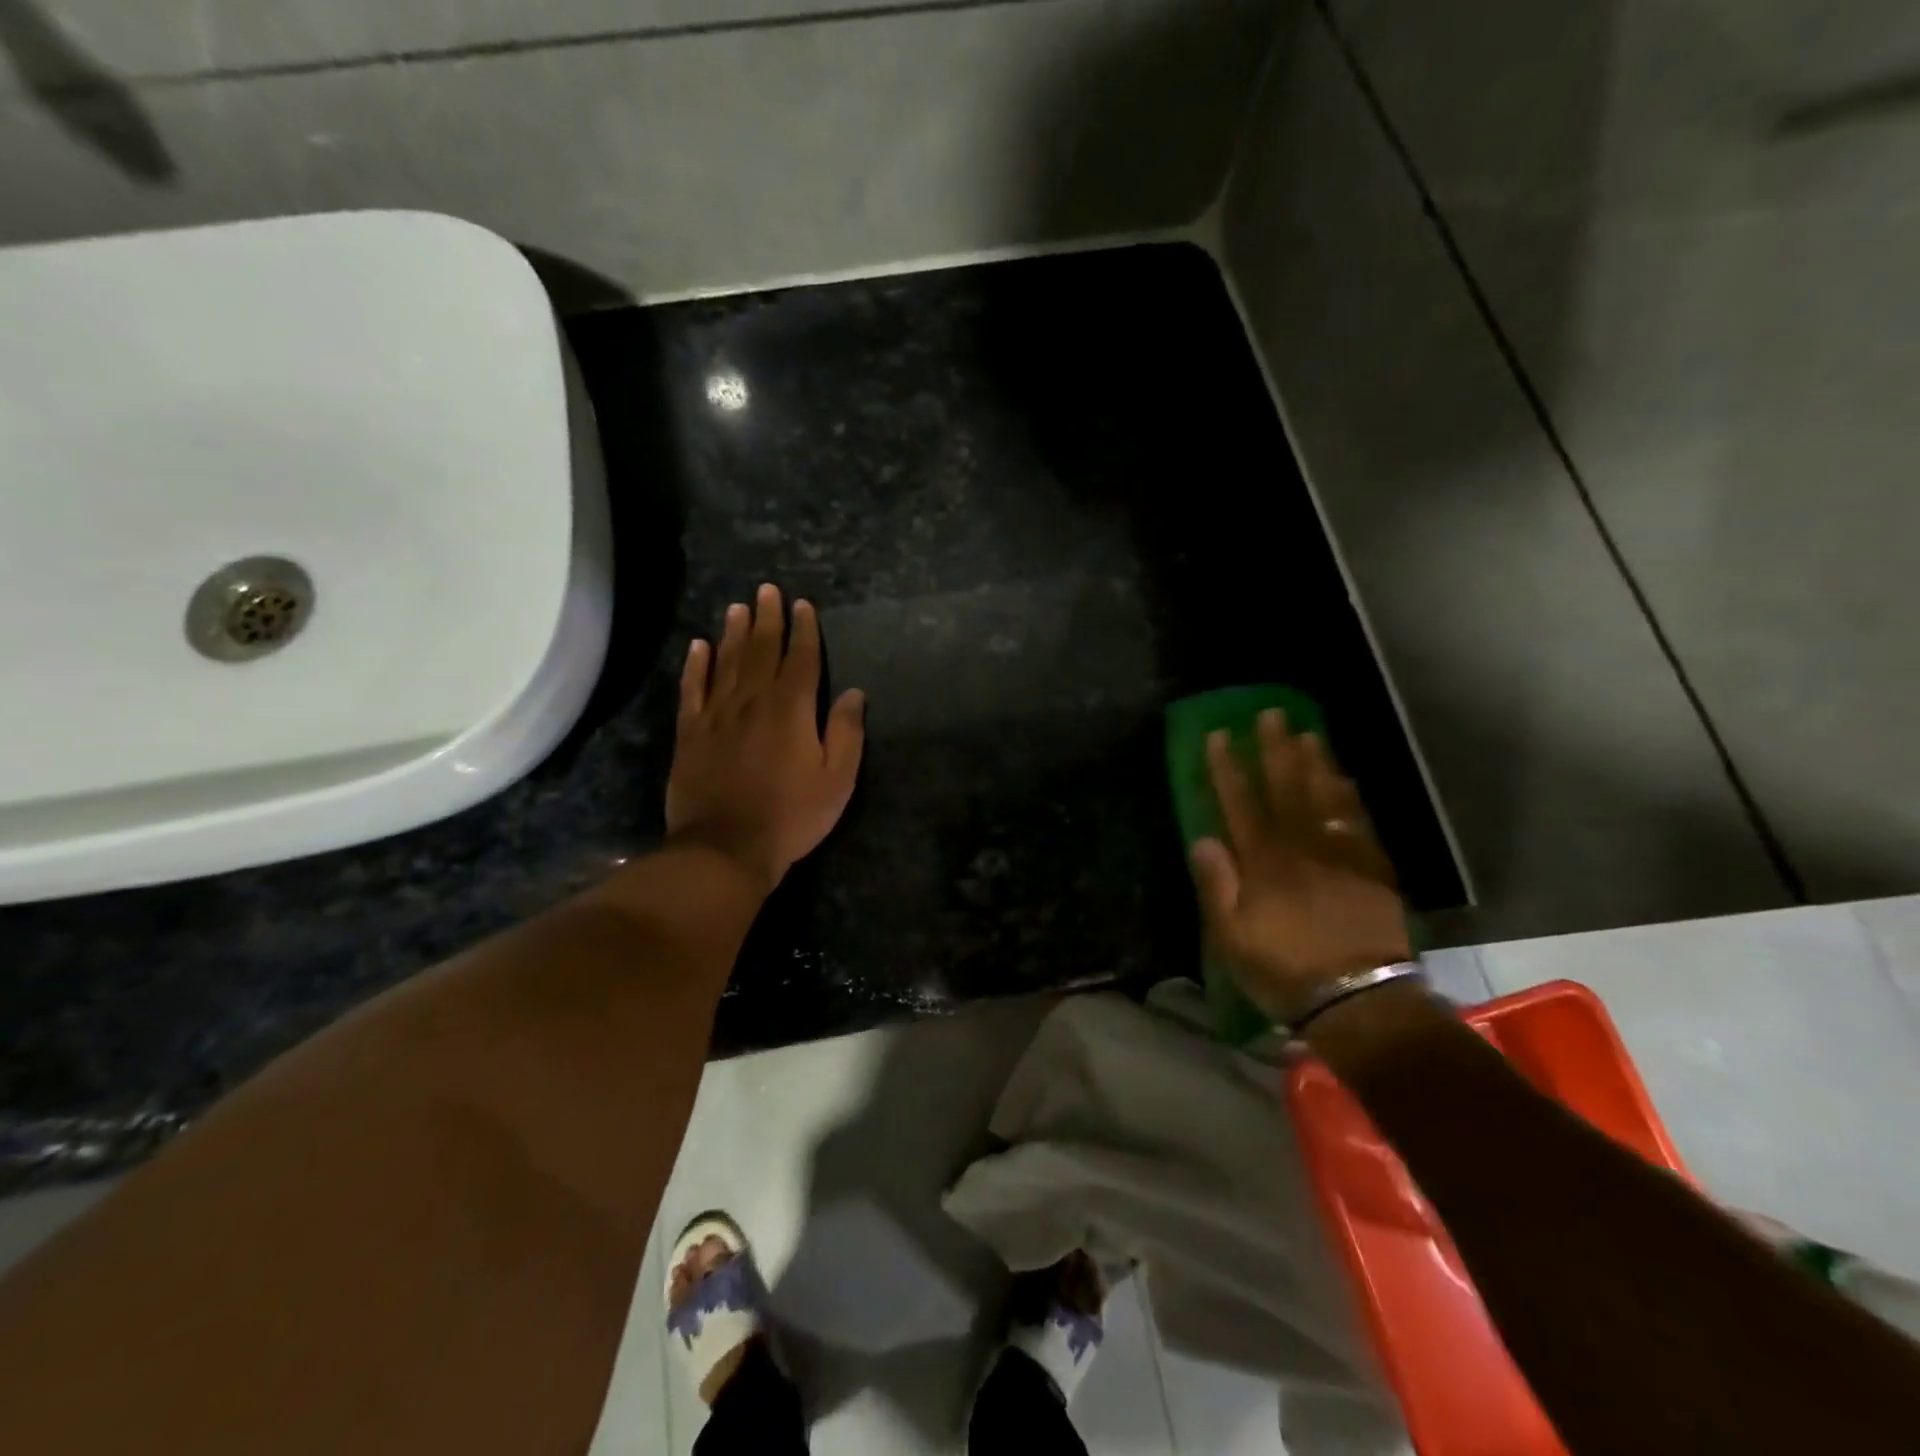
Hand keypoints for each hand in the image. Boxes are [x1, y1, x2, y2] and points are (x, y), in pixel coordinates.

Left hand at [665, 584, 865, 889]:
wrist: (726, 847)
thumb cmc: (792, 815)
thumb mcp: (837, 780)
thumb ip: (846, 733)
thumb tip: (854, 693)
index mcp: (791, 709)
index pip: (801, 659)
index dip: (804, 630)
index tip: (802, 606)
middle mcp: (753, 700)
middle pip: (762, 650)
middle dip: (768, 619)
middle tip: (767, 590)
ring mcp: (717, 714)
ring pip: (727, 662)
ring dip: (734, 632)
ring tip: (738, 607)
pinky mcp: (691, 733)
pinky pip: (692, 689)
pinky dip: (696, 666)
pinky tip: (699, 646)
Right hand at [1190, 710, 1410, 1022]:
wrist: (1360, 999)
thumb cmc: (1284, 969)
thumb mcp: (1231, 937)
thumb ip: (1218, 885)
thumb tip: (1204, 839)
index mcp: (1264, 862)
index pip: (1241, 803)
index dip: (1228, 767)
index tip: (1219, 735)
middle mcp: (1302, 847)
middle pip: (1286, 788)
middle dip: (1274, 749)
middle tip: (1270, 714)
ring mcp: (1341, 855)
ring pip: (1325, 797)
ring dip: (1315, 762)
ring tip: (1307, 732)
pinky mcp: (1372, 869)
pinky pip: (1358, 821)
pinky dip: (1349, 796)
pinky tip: (1344, 778)